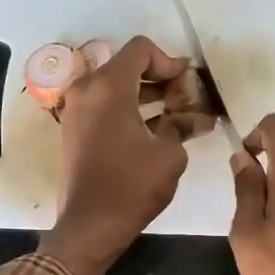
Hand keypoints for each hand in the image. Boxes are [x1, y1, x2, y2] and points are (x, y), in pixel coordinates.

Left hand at [40, 35, 212, 274]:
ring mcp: (75, 110)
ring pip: (113, 87)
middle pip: (126, 66)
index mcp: (109, 86)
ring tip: (175, 114)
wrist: (91, 225)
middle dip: (158, 78)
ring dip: (144, 95)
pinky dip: (127, 109)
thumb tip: (200, 118)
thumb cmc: (133, 185)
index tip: (187, 83)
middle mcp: (86, 90)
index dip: (169, 61)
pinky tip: (152, 129)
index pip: (141, 49)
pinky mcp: (73, 131)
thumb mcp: (169, 154)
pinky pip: (103, 106)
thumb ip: (183, 126)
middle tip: (185, 97)